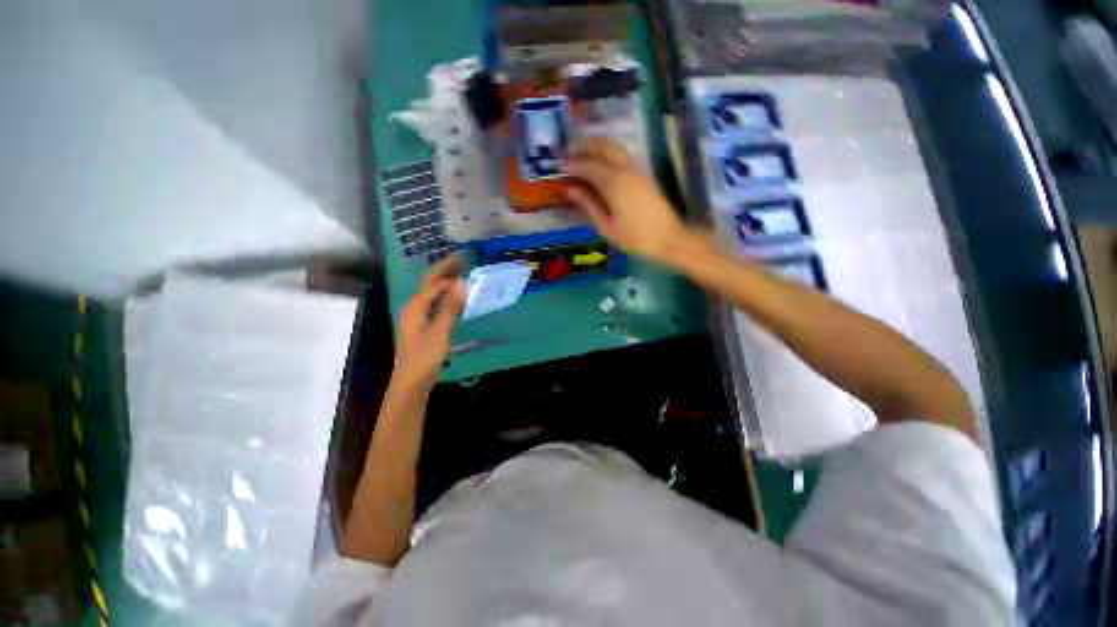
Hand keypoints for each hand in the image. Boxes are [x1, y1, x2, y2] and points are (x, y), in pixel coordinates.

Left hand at [392, 256, 466, 391]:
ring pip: (432, 295)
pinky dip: (446, 299)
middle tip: (460, 260)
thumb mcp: (439, 331)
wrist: (410, 384)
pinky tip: (455, 301)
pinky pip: (435, 306)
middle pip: (429, 285)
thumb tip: (461, 283)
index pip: (432, 284)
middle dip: (443, 272)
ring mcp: (417, 319)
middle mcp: (413, 310)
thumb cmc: (423, 357)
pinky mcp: (423, 329)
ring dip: (445, 284)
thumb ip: (450, 307)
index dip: (447, 273)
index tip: (463, 262)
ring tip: (460, 275)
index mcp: (414, 308)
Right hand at [564, 138, 688, 260]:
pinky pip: (623, 156)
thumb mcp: (607, 227)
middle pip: (603, 146)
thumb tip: (571, 190)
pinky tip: (601, 165)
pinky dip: (608, 154)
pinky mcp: (644, 174)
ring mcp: (637, 169)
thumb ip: (589, 206)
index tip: (560, 167)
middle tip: (569, 152)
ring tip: (582, 154)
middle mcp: (626, 169)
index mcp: (614, 183)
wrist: (668, 238)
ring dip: (597, 147)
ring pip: (614, 148)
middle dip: (584, 145)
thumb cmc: (635, 238)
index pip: (588, 166)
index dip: (572, 165)